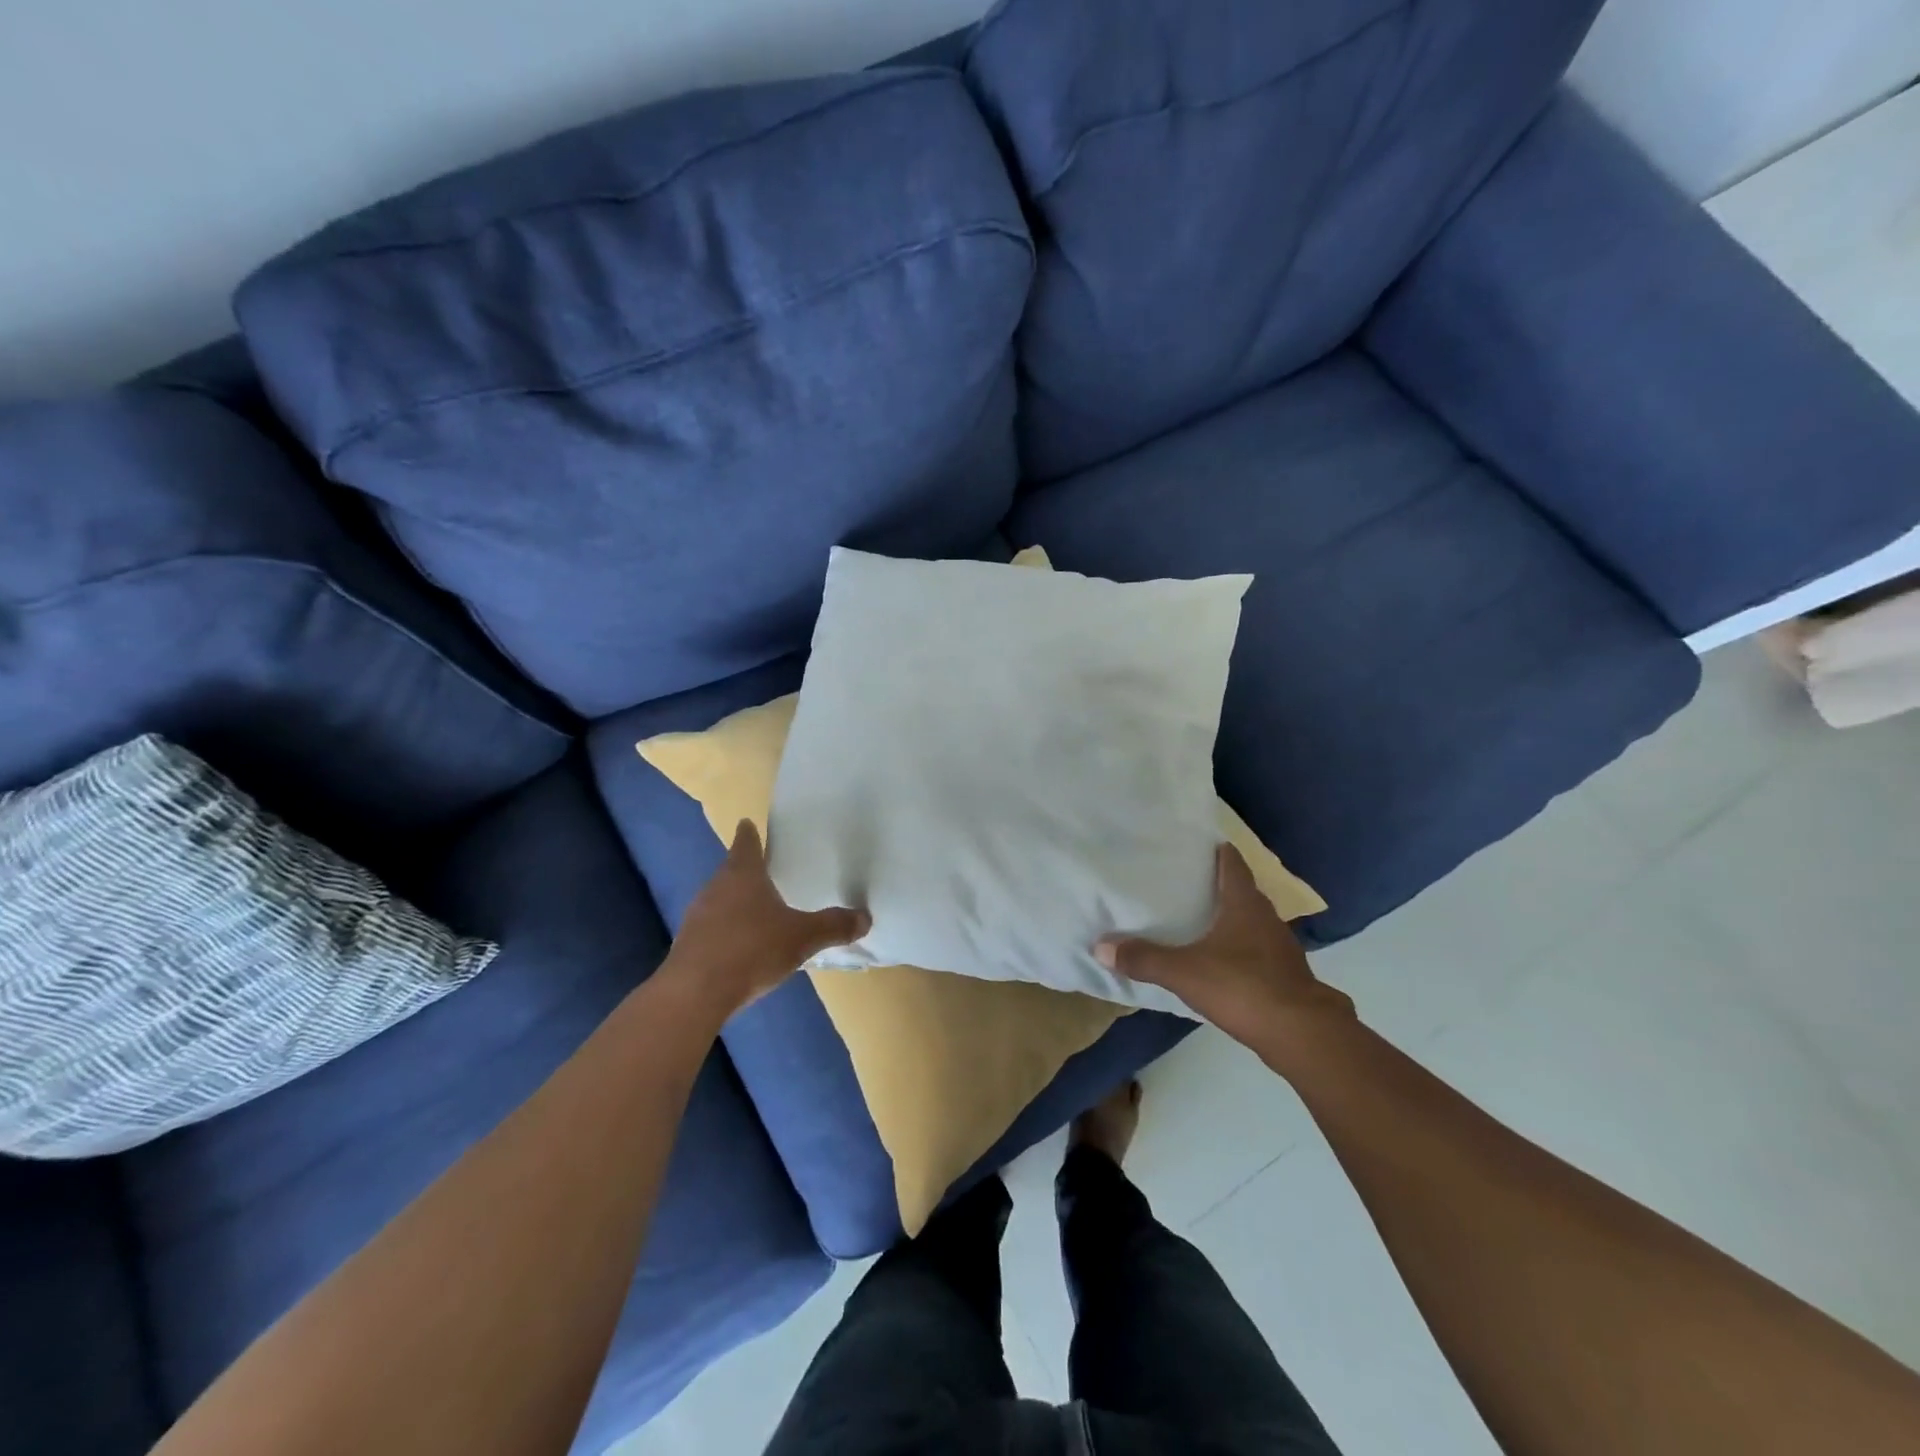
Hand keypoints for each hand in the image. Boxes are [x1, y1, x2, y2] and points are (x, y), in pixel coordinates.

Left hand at [663, 821, 870, 1019]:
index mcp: (742, 874)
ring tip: (757, 908)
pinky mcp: (688, 945)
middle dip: (746, 870)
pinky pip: (712, 927)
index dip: (749, 833)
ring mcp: (697, 917)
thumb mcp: (802, 937)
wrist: (694, 994)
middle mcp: (716, 887)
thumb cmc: (752, 950)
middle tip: (766, 869)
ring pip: (720, 899)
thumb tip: (866, 917)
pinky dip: (727, 929)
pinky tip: (741, 945)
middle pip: (731, 870)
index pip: (745, 843)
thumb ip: (833, 926)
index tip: (748, 823)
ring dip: (735, 901)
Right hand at [1095, 843, 1353, 1049]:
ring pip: (1254, 924)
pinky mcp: (1288, 978)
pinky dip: (1243, 952)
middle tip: (1191, 883)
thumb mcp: (1184, 972)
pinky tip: (1225, 965)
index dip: (1220, 852)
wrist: (1302, 1035)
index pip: (1233, 865)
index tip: (1202, 844)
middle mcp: (1267, 919)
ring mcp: (1282, 950)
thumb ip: (1144, 958)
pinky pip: (1260, 954)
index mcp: (1245, 905)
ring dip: (1234, 921)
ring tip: (1204, 922)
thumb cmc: (1243, 987)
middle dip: (1222, 886)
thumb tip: (1100, 946)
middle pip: (1244, 893)